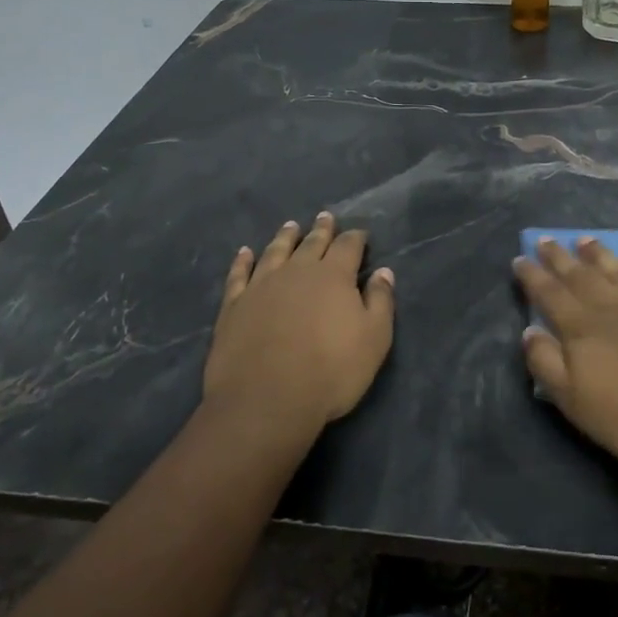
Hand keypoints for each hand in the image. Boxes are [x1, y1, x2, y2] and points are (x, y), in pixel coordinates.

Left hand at [202, 212, 395, 444]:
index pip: (348, 247)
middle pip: (311, 243)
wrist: (266, 399)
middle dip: (321, 230)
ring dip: (285, 237)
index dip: (355, 238)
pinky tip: (244, 253)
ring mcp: (261, 286)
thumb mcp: (374, 340)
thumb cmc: (331, 371)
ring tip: (290, 226)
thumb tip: (383, 272)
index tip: (360, 233)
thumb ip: (380, 302)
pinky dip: (243, 261)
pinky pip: (239, 275)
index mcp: (333, 276)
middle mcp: (297, 271)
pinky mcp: (234, 305)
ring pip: (275, 252)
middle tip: (325, 217)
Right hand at [515, 238, 617, 470]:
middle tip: (545, 239)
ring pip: (617, 269)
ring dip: (598, 254)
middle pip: (580, 275)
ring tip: (584, 240)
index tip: (520, 258)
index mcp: (582, 328)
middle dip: (559, 257)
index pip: (549, 294)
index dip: (532, 276)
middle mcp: (612, 306)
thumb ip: (547, 363)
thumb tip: (529, 330)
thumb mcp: (575, 402)